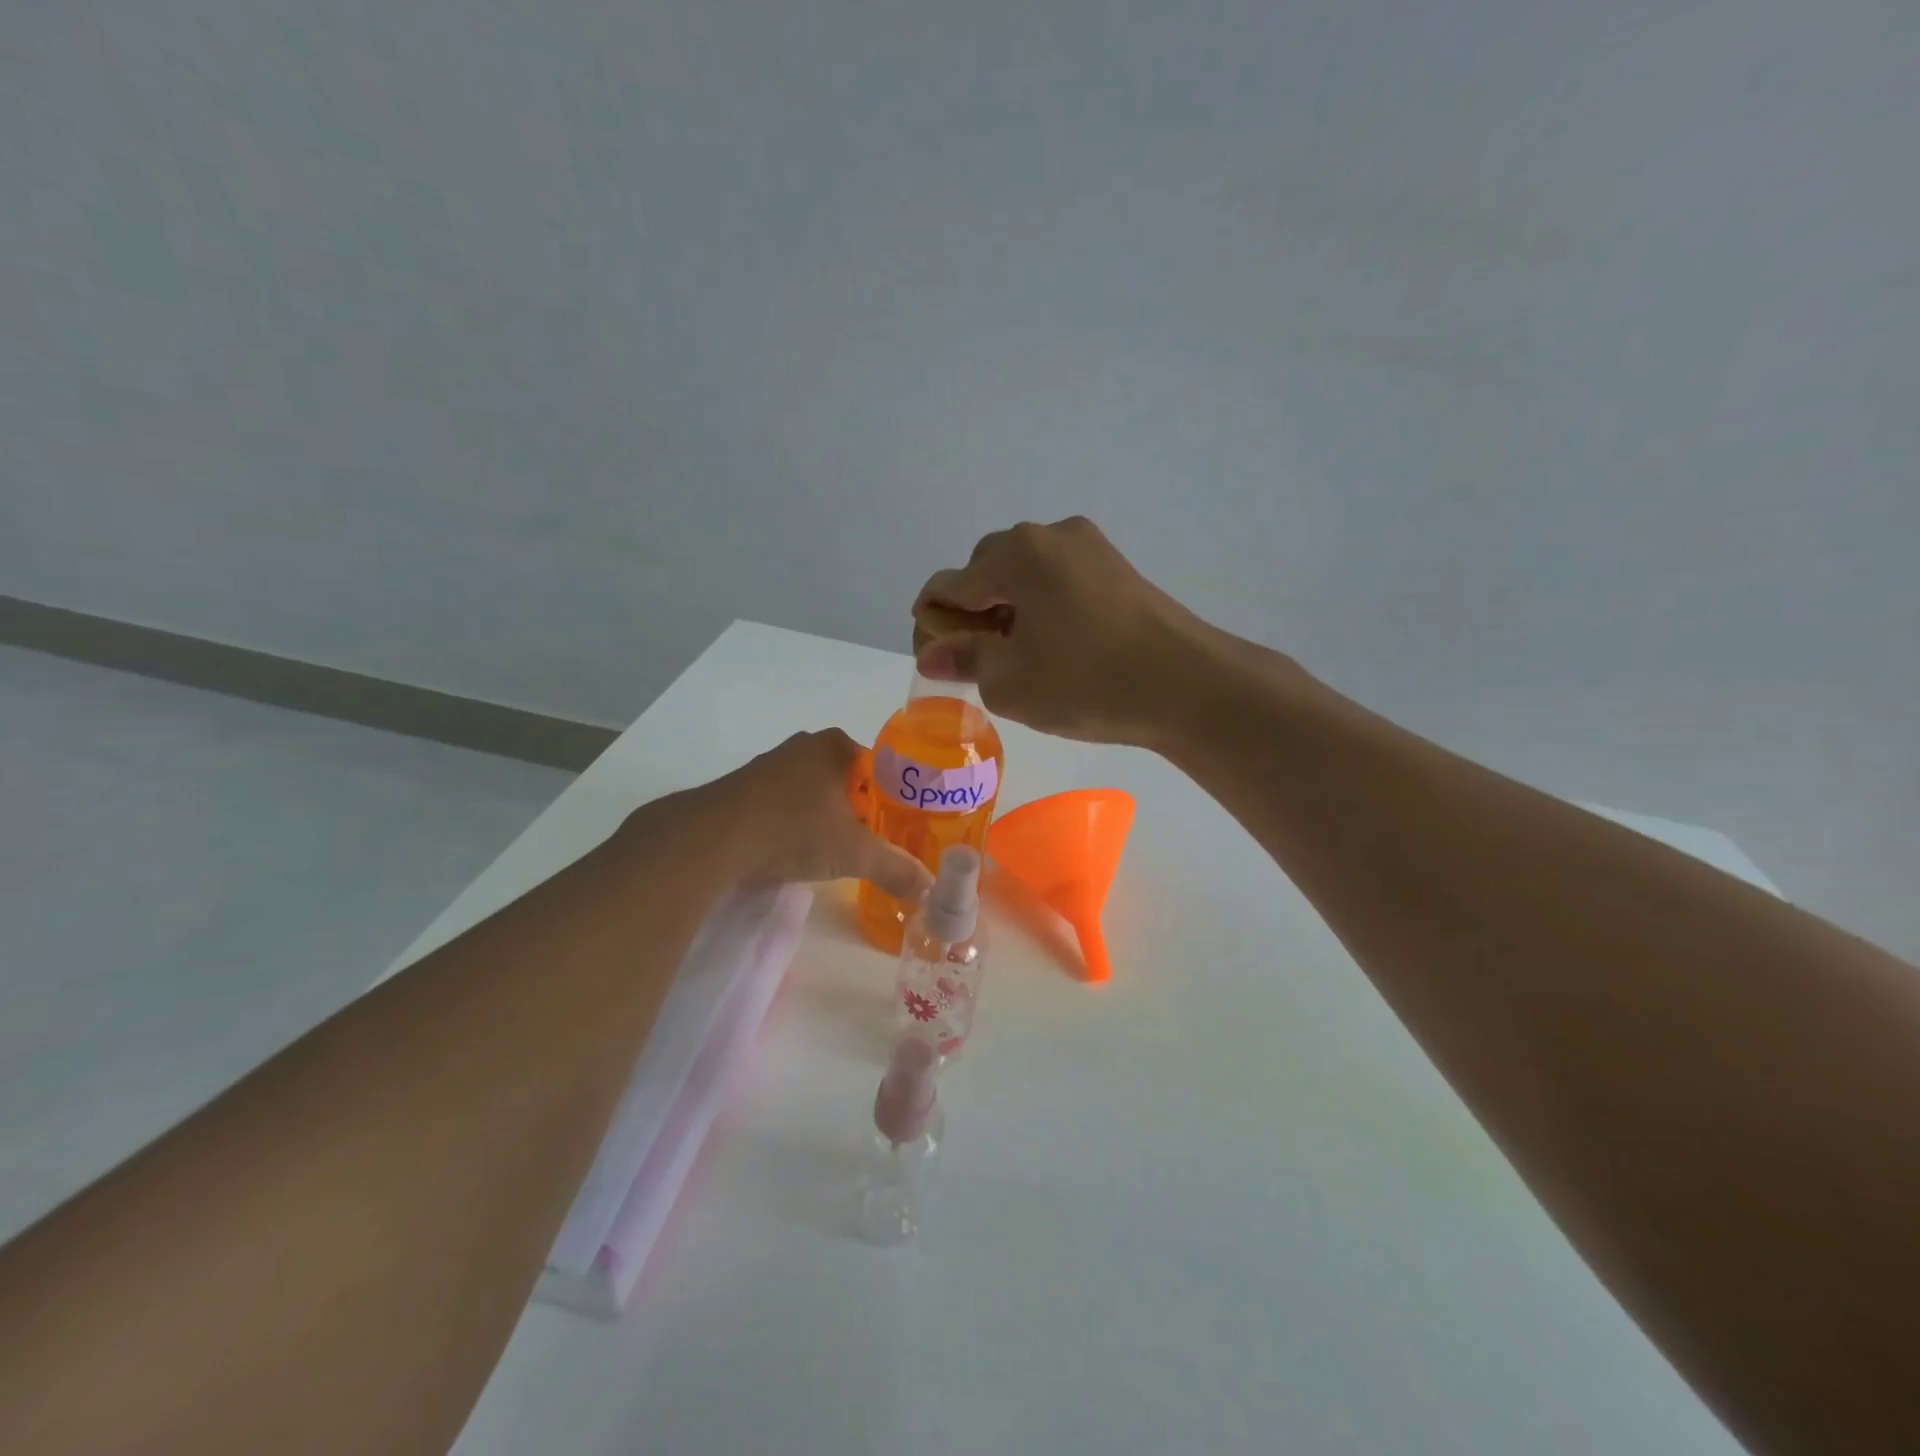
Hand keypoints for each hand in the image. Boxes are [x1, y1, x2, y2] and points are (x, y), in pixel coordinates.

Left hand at [709, 729, 933, 899]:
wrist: (712, 838)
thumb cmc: (794, 829)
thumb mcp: (853, 853)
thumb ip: (894, 868)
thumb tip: (930, 889)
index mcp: (835, 746)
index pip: (880, 767)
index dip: (892, 799)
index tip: (897, 829)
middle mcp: (803, 746)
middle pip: (847, 780)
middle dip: (859, 810)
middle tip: (870, 843)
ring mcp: (769, 765)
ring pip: (813, 792)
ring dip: (825, 818)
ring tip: (834, 851)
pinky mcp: (743, 788)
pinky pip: (783, 804)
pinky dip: (794, 823)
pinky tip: (794, 850)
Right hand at [912, 516, 1219, 745]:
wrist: (1188, 686)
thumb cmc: (1087, 683)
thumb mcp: (1011, 681)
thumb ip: (964, 660)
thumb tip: (932, 653)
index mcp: (1017, 554)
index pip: (951, 584)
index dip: (932, 623)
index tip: (934, 660)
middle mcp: (1050, 535)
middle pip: (988, 568)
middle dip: (972, 611)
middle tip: (977, 659)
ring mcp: (1090, 547)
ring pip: (1026, 573)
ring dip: (1008, 607)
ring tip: (1016, 654)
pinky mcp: (1117, 567)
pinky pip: (1059, 579)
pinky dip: (1042, 605)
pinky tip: (1052, 644)